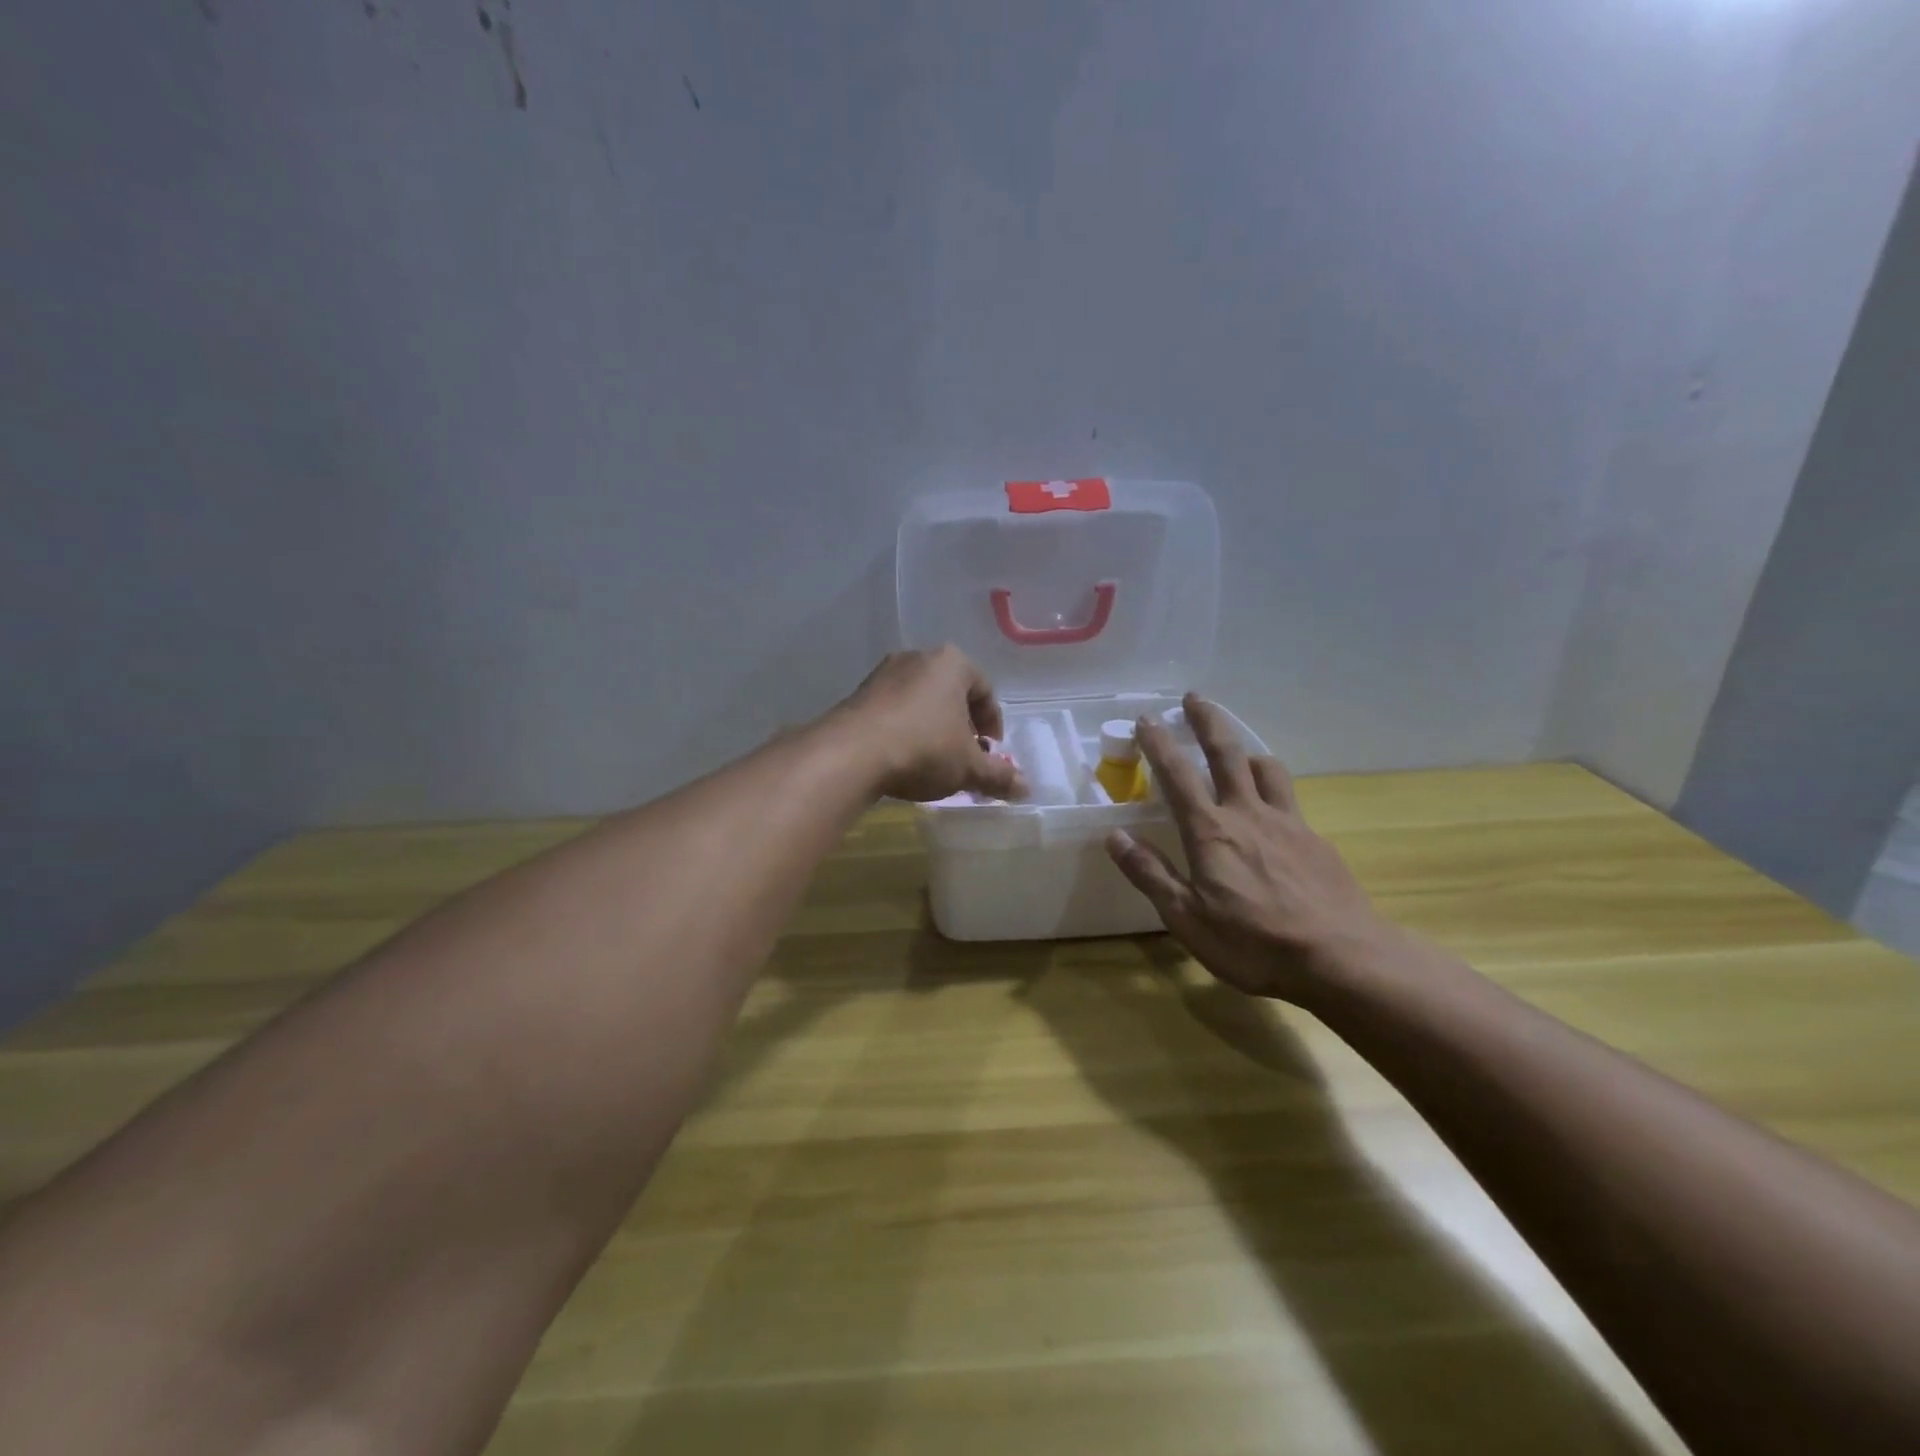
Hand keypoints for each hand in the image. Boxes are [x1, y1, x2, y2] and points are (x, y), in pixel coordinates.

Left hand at [832, 647, 1026, 803]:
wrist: (851, 753)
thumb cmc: (923, 749)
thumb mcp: (968, 767)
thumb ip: (998, 775)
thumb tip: (1026, 788)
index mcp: (952, 663)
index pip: (985, 690)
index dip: (992, 724)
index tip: (990, 751)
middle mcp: (918, 658)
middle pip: (952, 693)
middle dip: (962, 725)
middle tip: (965, 756)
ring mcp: (884, 673)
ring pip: (921, 700)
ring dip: (933, 727)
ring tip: (934, 760)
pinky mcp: (859, 693)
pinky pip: (894, 710)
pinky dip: (905, 729)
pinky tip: (903, 757)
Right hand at [1105, 693, 1395, 1003]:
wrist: (1342, 957)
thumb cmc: (1254, 943)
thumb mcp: (1187, 918)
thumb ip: (1151, 874)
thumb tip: (1114, 836)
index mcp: (1211, 832)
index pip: (1177, 775)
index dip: (1159, 743)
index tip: (1147, 719)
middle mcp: (1248, 814)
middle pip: (1227, 753)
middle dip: (1207, 720)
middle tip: (1194, 697)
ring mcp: (1287, 823)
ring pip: (1266, 768)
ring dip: (1247, 750)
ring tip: (1238, 751)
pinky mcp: (1315, 840)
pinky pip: (1289, 798)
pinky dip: (1273, 787)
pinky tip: (1272, 810)